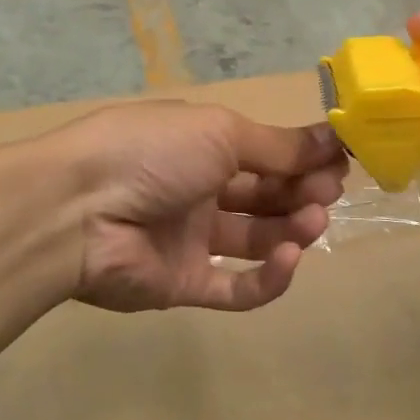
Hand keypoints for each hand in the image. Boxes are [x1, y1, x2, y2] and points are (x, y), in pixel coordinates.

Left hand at [50, 101, 348, 313]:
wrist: (77, 209)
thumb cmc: (153, 151)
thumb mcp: (220, 132)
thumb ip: (277, 145)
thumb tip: (331, 138)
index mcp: (201, 145)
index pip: (264, 152)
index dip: (303, 157)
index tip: (341, 161)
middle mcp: (198, 189)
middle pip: (264, 194)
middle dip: (302, 191)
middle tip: (331, 192)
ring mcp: (190, 239)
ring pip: (255, 238)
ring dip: (291, 229)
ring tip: (313, 222)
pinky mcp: (183, 284)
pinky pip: (235, 287)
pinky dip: (268, 277)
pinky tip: (289, 258)